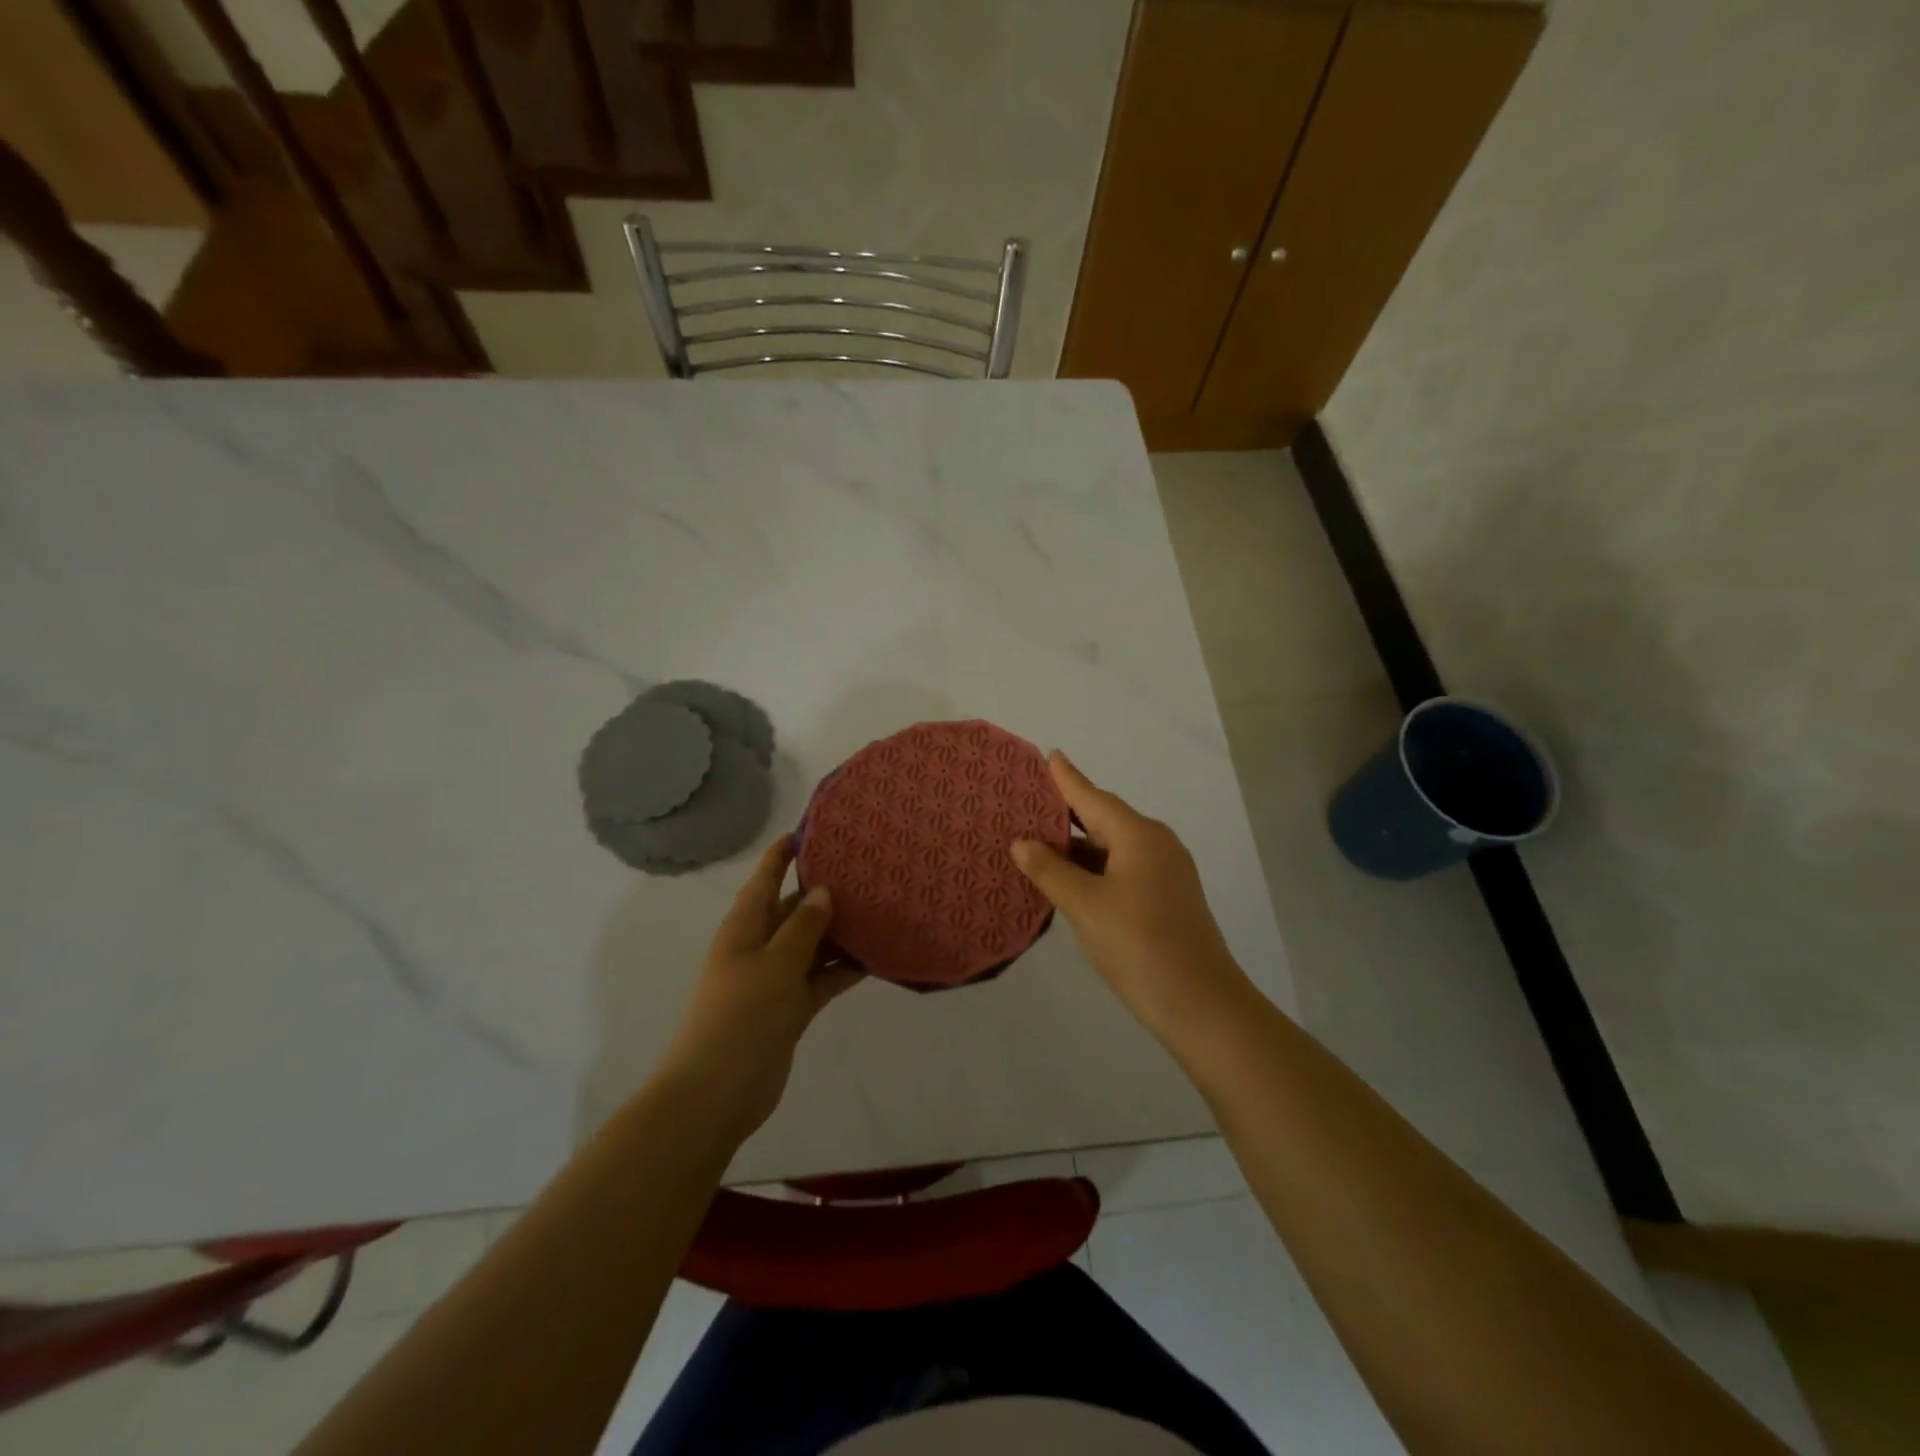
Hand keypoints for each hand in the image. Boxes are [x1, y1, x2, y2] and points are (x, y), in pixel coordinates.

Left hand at [657, 836, 862, 1141]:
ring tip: (880, 910)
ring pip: (812, 944)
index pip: (765, 878)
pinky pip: (820, 979)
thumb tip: (823, 892)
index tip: (813, 830)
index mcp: (745, 927)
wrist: (717, 1094)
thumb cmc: (740, 1017)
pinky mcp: (790, 1008)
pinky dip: (843, 970)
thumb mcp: (775, 964)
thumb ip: (802, 927)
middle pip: (794, 909)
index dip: (784, 853)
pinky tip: (875, 958)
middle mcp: (759, 946)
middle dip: (825, 893)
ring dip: (840, 932)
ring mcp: (775, 979)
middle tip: (868, 872)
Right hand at [1012, 753, 1249, 1041]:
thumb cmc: (1139, 945)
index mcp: (1139, 836)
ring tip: (1038, 841)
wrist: (1201, 1004)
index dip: (1068, 778)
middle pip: (1105, 819)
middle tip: (1030, 802)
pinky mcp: (1167, 898)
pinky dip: (1094, 869)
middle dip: (1068, 813)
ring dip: (1079, 847)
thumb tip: (1021, 842)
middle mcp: (1156, 844)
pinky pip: (1123, 869)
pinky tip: (1070, 879)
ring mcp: (1166, 872)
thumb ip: (1050, 871)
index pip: (1093, 797)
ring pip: (1113, 848)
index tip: (1050, 755)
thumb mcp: (1085, 906)